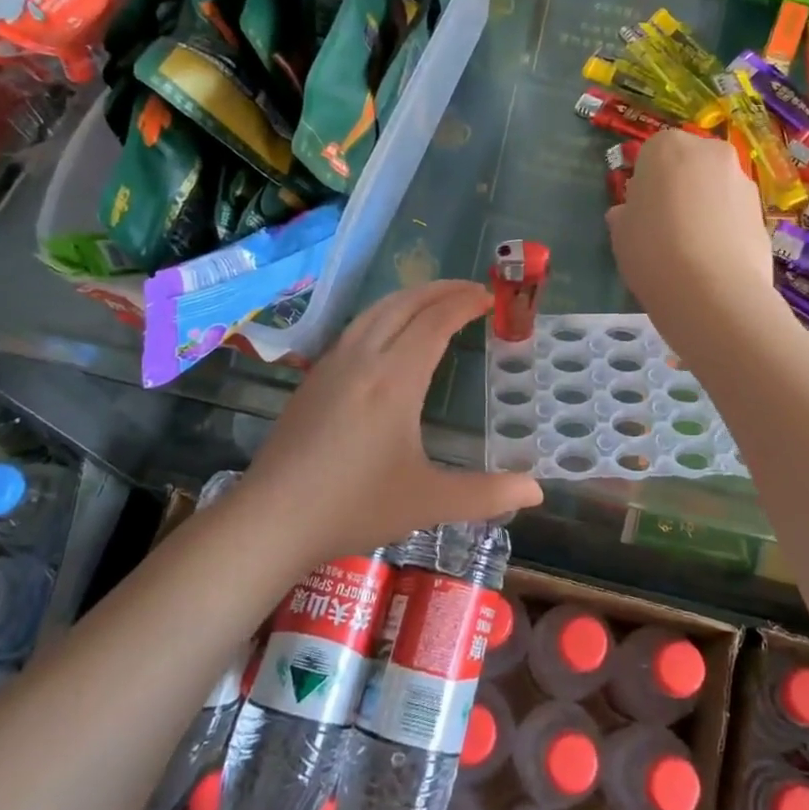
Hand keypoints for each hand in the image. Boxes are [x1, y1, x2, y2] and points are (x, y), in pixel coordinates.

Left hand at [240, 281, 541, 563]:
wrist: (271, 520)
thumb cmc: (353, 507)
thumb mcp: (428, 502)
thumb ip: (487, 495)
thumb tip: (538, 491)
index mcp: (394, 379)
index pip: (435, 321)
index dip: (464, 303)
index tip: (489, 297)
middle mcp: (362, 359)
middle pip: (405, 303)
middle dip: (441, 289)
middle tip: (471, 290)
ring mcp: (332, 364)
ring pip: (376, 310)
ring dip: (411, 297)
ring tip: (436, 301)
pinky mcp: (313, 378)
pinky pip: (356, 327)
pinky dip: (385, 314)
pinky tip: (390, 335)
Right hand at [608, 131, 778, 350]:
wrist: (711, 290)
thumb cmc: (652, 249)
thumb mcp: (620, 232)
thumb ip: (625, 215)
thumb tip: (627, 214)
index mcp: (667, 146)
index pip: (652, 154)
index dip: (646, 183)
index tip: (642, 210)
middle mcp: (710, 152)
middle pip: (690, 164)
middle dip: (680, 187)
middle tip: (666, 225)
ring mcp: (742, 180)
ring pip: (716, 187)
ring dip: (705, 206)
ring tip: (692, 247)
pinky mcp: (763, 212)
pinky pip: (735, 214)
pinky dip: (725, 228)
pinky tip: (713, 259)